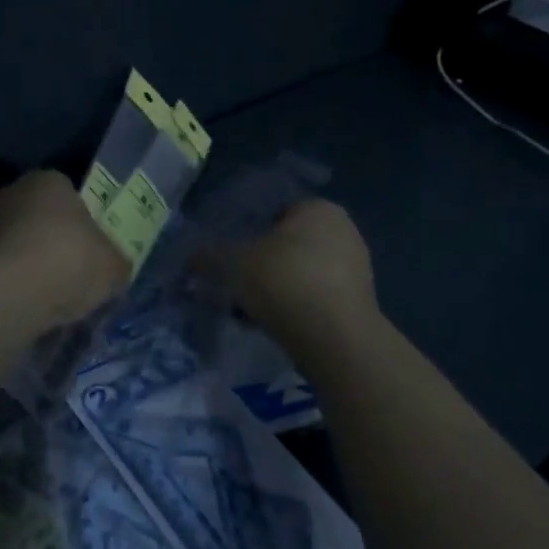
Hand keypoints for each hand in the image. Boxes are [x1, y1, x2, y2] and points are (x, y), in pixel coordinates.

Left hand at [0, 170, 130, 332]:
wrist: (11, 292)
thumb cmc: (69, 260)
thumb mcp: (113, 265)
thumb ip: (115, 262)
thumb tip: (113, 268)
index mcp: (50, 180)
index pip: (70, 195)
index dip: (84, 223)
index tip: (92, 249)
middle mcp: (15, 193)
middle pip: (43, 219)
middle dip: (57, 244)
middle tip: (76, 274)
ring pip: (22, 246)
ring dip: (36, 266)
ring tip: (55, 297)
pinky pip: (7, 270)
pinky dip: (19, 285)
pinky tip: (33, 305)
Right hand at [202, 199, 378, 355]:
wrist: (335, 339)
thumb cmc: (284, 281)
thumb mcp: (232, 264)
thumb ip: (209, 256)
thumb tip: (190, 258)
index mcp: (318, 208)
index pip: (274, 211)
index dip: (248, 232)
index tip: (231, 256)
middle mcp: (343, 230)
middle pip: (287, 244)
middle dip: (261, 263)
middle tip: (237, 283)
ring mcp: (356, 267)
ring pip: (299, 272)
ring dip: (275, 288)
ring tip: (250, 310)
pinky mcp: (358, 302)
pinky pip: (315, 297)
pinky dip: (294, 306)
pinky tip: (273, 325)